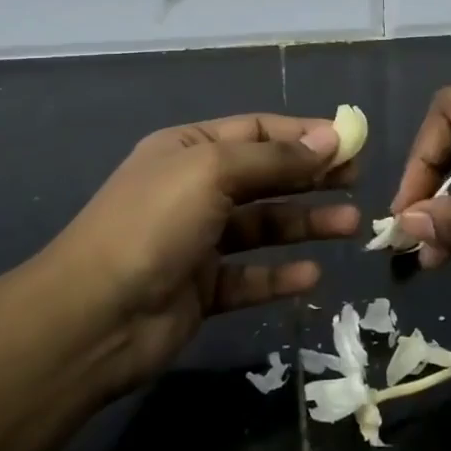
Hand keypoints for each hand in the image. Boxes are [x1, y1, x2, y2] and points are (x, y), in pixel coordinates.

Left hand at [43, 114, 360, 388]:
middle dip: (311, 177)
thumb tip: (330, 139)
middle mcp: (194, 190)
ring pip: (263, 227)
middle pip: (265, 177)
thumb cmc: (154, 224)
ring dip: (306, 224)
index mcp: (188, 150)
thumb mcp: (213, 171)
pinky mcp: (202, 290)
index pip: (256, 131)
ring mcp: (197, 242)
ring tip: (350, 225)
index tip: (350, 143)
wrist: (93, 318)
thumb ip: (274, 159)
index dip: (303, 135)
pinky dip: (280, 276)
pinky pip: (250, 277)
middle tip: (357, 181)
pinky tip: (312, 275)